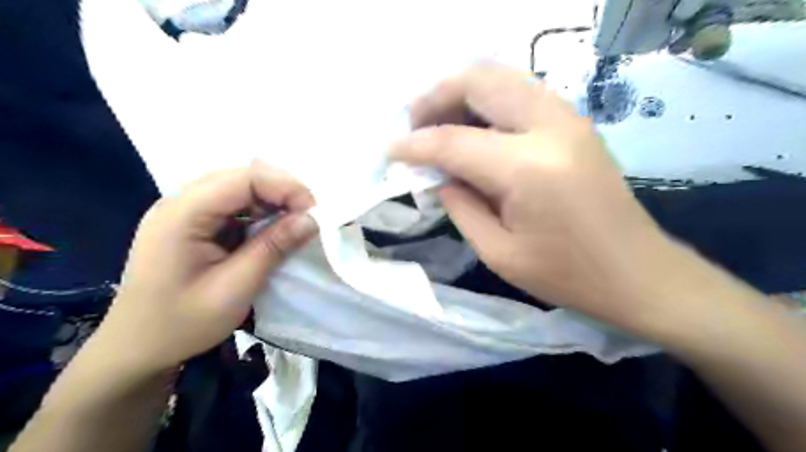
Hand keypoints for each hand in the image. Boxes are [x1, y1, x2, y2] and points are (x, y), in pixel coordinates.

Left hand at [92, 160, 315, 375]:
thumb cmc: (181, 324)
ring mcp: (185, 211)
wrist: (136, 349)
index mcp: (182, 214)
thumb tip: (311, 219)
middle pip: (242, 177)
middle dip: (282, 193)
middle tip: (308, 219)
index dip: (285, 187)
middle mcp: (180, 202)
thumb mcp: (234, 289)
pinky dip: (259, 215)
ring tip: (294, 226)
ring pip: (240, 189)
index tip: (313, 213)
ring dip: (272, 203)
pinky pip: (233, 206)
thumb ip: (273, 248)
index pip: (244, 178)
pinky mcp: (192, 223)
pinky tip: (271, 232)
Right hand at [394, 63, 681, 331]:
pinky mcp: (575, 122)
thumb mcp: (498, 252)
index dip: (414, 145)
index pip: (452, 141)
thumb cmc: (566, 275)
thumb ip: (459, 205)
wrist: (637, 272)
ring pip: (501, 77)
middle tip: (414, 126)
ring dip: (462, 93)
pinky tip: (475, 127)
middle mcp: (549, 127)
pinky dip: (488, 100)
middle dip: (435, 98)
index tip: (390, 151)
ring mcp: (568, 117)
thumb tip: (435, 175)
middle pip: (478, 82)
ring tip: (439, 122)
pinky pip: (521, 91)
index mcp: (527, 169)